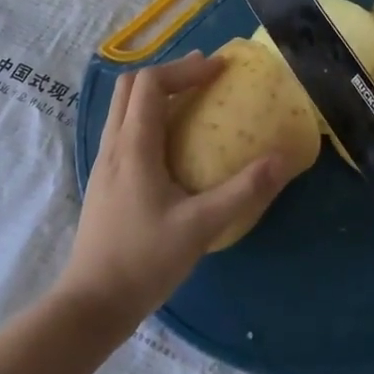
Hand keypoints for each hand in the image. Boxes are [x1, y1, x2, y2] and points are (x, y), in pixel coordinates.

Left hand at [58, 53, 287, 325]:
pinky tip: (172, 142)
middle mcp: (114, 145)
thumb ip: (243, 191)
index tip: (219, 69)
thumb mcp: (200, 227)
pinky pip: (125, 129)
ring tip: (192, 99)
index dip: (186, 69)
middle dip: (170, 72)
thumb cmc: (144, 262)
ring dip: (157, 93)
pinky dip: (149, 116)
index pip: (151, 83)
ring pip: (124, 107)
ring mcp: (104, 163)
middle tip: (205, 75)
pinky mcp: (105, 181)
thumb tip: (282, 159)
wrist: (91, 304)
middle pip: (131, 86)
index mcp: (133, 146)